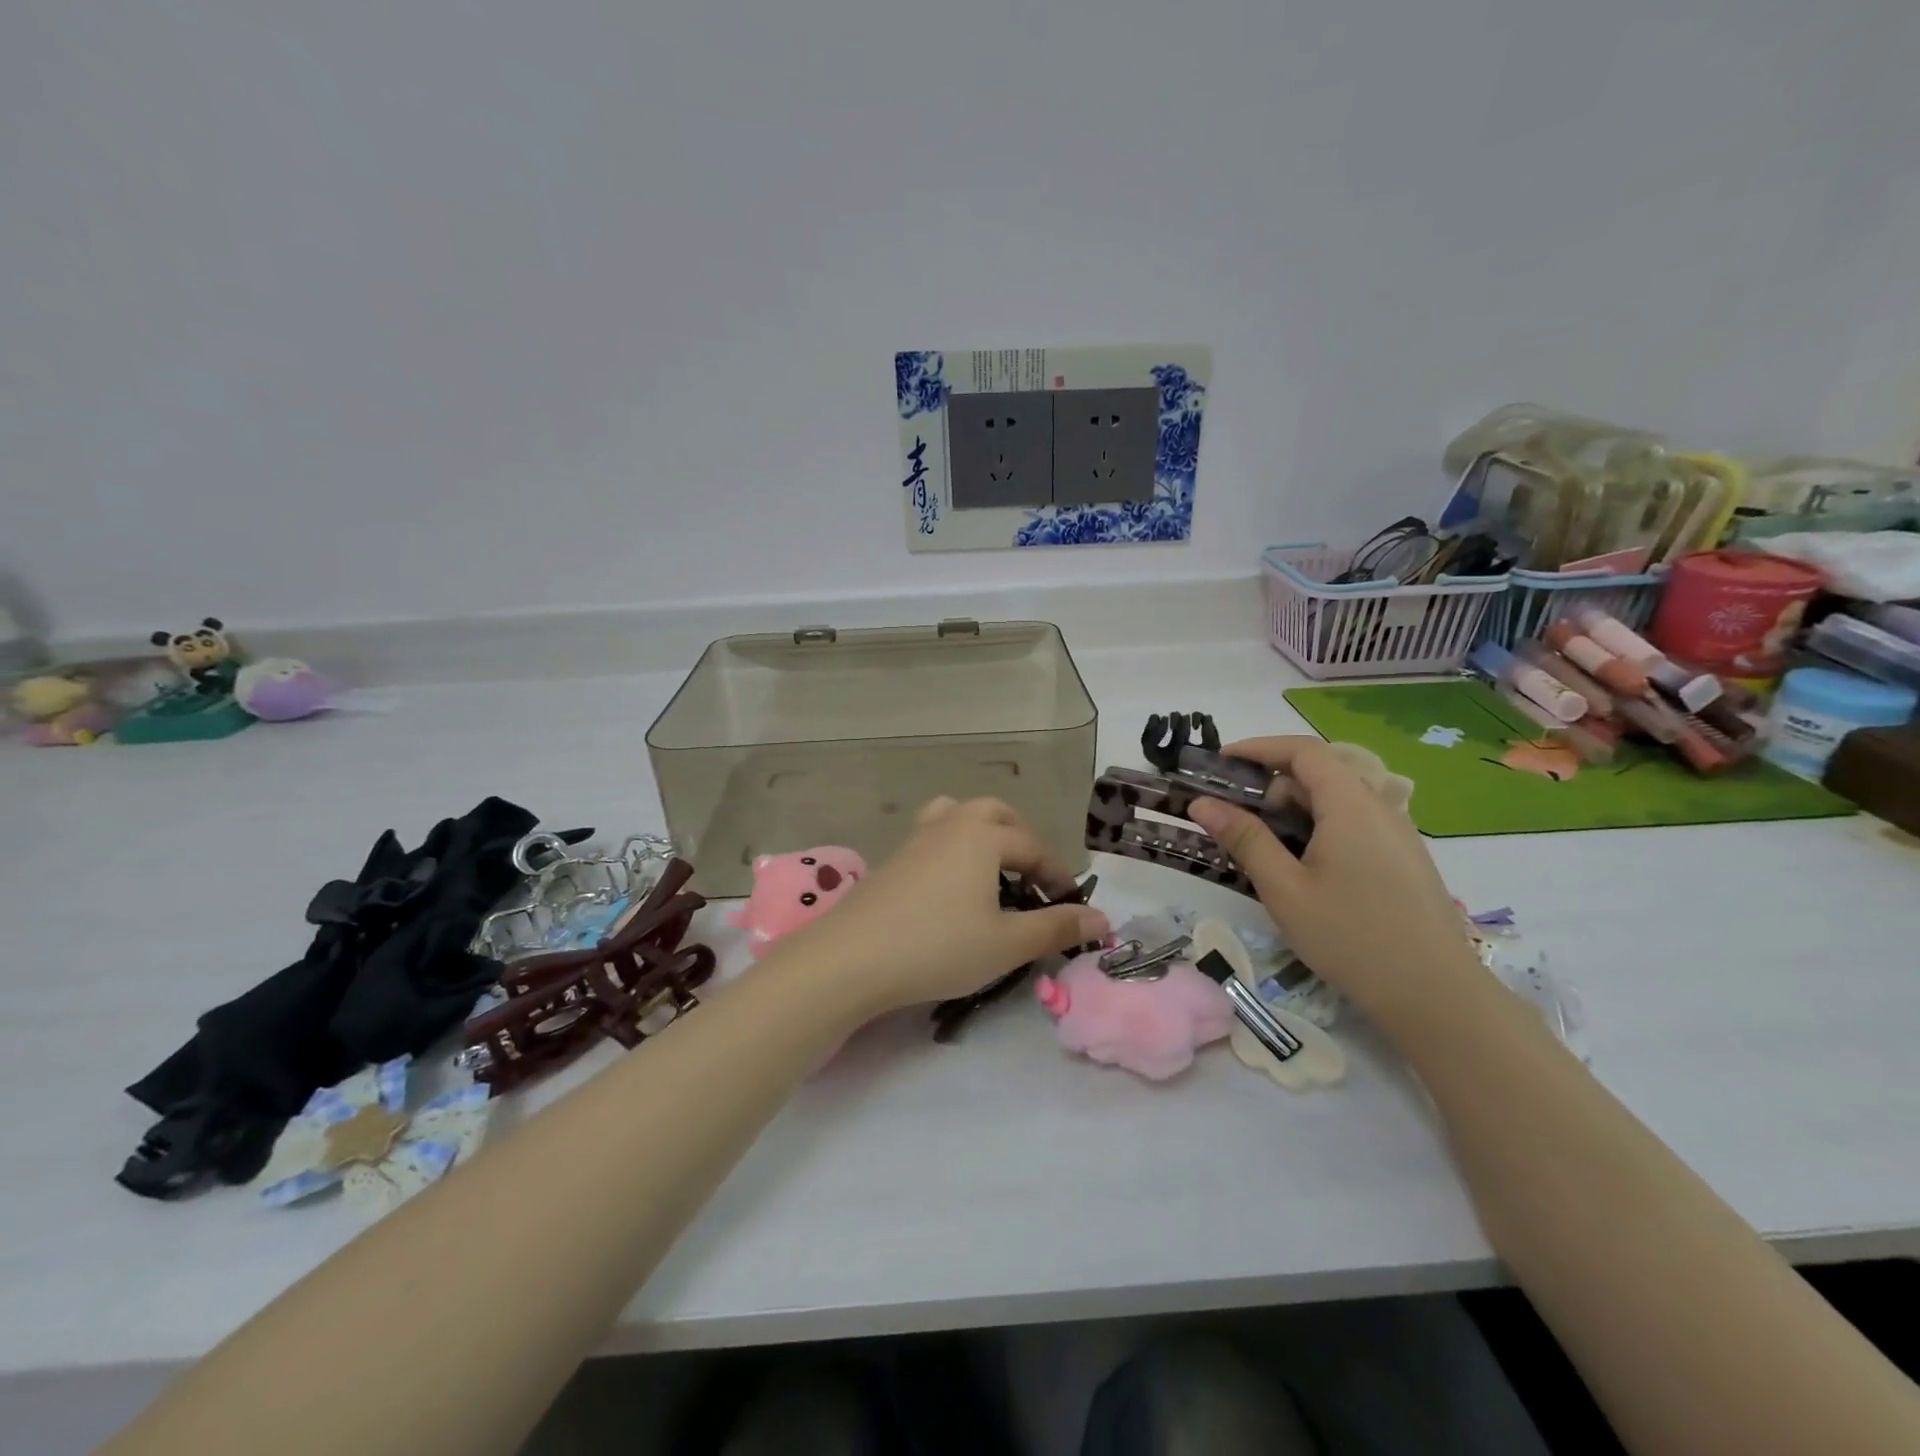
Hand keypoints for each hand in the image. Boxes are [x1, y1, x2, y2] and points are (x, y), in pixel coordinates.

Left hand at [776, 797, 1108, 1016]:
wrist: (852, 957)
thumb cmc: (938, 946)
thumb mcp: (1006, 944)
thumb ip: (1056, 928)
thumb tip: (1102, 919)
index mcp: (984, 836)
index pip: (1034, 848)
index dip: (1058, 875)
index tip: (1072, 906)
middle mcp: (951, 825)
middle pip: (995, 813)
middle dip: (1021, 840)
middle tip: (1031, 880)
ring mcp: (916, 839)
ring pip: (958, 817)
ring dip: (983, 836)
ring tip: (992, 873)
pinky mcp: (892, 859)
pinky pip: (933, 837)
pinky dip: (954, 850)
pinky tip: (951, 889)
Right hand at [1187, 737, 1481, 1024]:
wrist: (1435, 995)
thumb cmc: (1351, 937)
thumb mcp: (1284, 889)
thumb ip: (1244, 838)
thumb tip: (1202, 803)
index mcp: (1351, 805)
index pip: (1302, 751)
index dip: (1258, 748)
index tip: (1219, 763)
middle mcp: (1379, 807)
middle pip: (1319, 773)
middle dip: (1270, 785)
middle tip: (1232, 815)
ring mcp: (1396, 833)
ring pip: (1336, 800)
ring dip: (1292, 809)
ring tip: (1261, 845)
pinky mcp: (1403, 858)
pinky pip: (1353, 823)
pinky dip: (1318, 827)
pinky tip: (1302, 866)